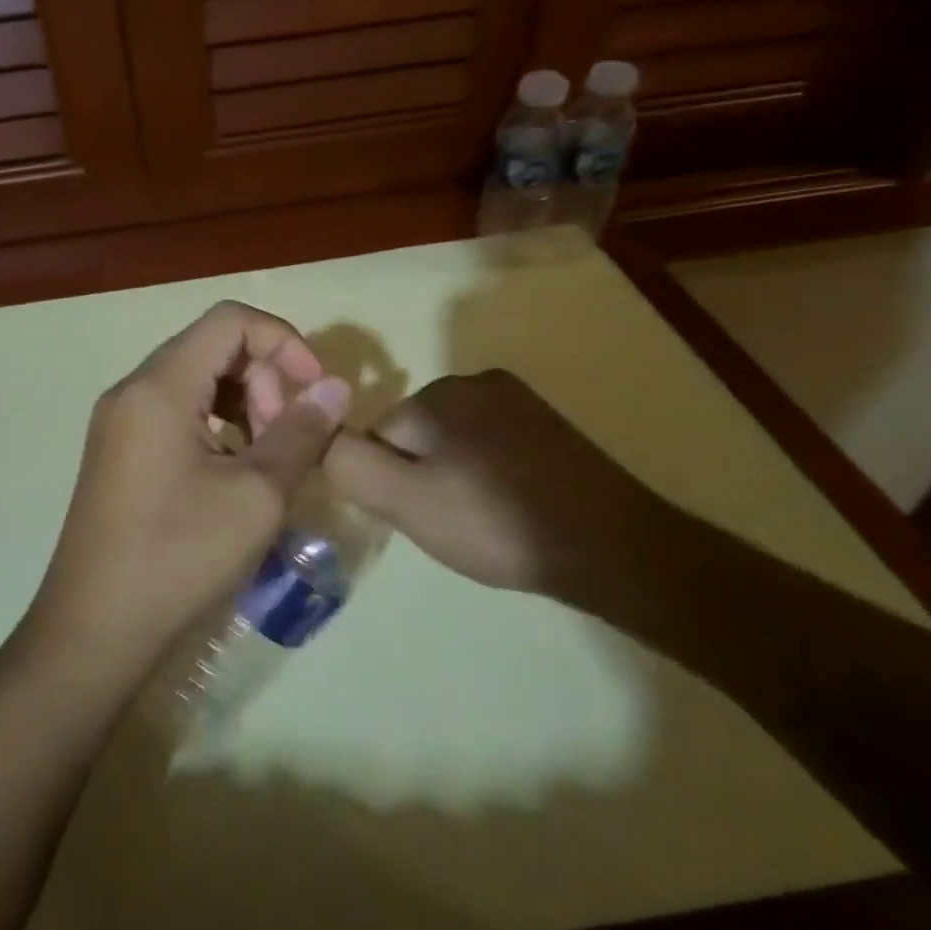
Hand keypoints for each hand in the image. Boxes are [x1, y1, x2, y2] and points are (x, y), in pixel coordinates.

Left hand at [25, 302, 351, 678]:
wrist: (94, 631)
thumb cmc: (179, 557)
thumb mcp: (257, 496)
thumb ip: (301, 433)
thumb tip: (334, 389)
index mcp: (158, 386)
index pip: (230, 320)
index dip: (284, 342)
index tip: (313, 392)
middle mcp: (131, 390)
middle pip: (211, 347)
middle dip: (264, 379)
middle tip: (286, 439)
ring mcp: (118, 423)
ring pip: (194, 381)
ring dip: (243, 403)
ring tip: (266, 459)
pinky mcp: (117, 453)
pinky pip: (173, 413)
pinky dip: (214, 426)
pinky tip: (233, 475)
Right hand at [324, 370, 684, 604]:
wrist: (612, 547)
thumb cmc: (496, 523)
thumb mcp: (407, 501)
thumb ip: (350, 465)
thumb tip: (318, 436)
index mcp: (441, 393)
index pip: (379, 435)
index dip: (389, 481)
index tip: (418, 516)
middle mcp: (478, 382)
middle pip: (415, 435)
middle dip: (420, 477)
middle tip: (449, 522)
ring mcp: (519, 402)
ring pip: (452, 444)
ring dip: (453, 479)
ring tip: (481, 521)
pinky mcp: (548, 427)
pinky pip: (490, 448)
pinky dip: (486, 477)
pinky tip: (508, 510)